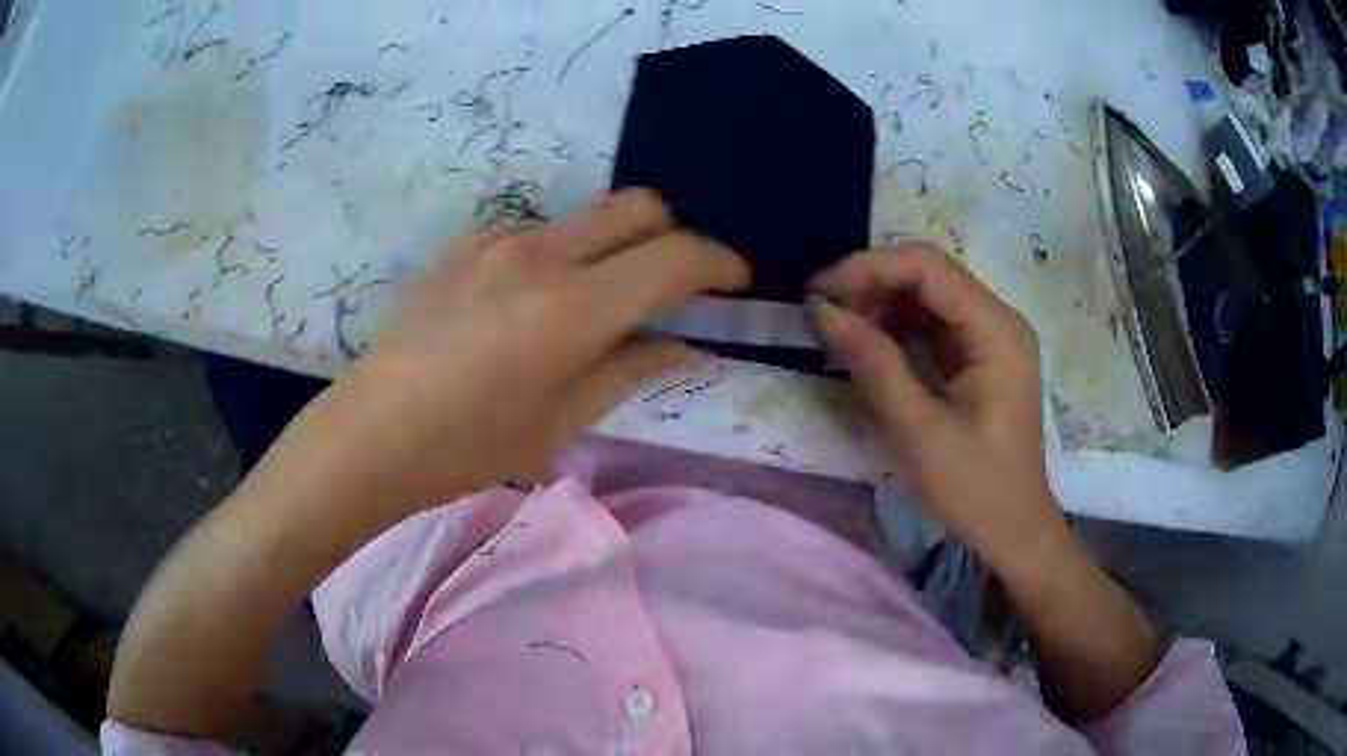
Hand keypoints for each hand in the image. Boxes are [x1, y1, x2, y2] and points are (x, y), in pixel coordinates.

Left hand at [331, 189, 748, 509]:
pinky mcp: (467, 242)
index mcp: (572, 308)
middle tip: (676, 281)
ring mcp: (498, 239)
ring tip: (594, 303)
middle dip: (674, 233)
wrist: (374, 430)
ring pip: (585, 218)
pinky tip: (532, 302)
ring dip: (612, 247)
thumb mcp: (564, 420)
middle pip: (636, 206)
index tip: (735, 281)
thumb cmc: (471, 445)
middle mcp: (541, 253)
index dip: (718, 263)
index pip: (673, 258)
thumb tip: (680, 342)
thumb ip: (631, 368)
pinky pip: (536, 232)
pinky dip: (561, 254)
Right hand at [808, 243, 1065, 573]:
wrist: (1013, 529)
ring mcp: (991, 336)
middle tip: (822, 310)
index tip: (819, 292)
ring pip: (927, 294)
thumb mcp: (918, 430)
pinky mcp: (979, 355)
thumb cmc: (974, 487)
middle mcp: (998, 319)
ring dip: (880, 302)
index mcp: (997, 331)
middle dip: (871, 283)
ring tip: (838, 327)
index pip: (929, 267)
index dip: (868, 268)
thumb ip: (872, 363)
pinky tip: (867, 344)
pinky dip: (895, 326)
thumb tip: (820, 308)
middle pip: (929, 273)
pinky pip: (932, 322)